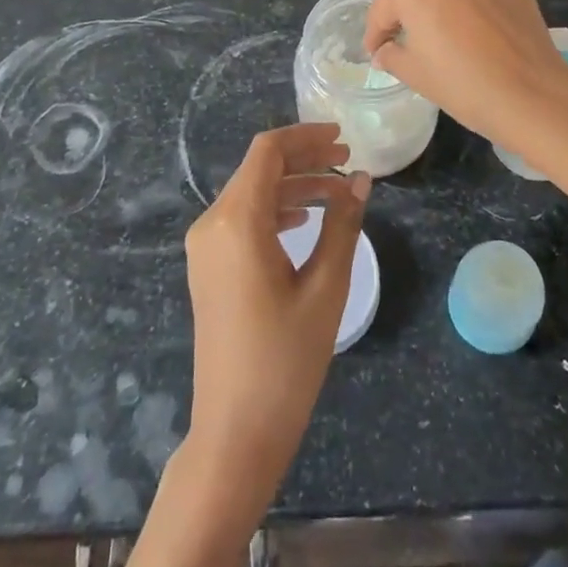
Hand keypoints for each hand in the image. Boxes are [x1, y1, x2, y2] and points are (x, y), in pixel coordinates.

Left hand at [183, 123, 370, 507]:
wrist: (235, 430)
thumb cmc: (285, 360)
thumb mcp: (325, 288)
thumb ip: (343, 225)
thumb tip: (362, 179)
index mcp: (236, 221)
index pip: (267, 151)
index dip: (305, 136)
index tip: (343, 137)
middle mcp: (212, 223)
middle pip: (258, 168)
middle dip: (304, 159)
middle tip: (349, 162)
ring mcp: (205, 245)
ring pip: (251, 192)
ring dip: (293, 185)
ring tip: (338, 193)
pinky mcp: (208, 265)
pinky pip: (242, 218)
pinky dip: (275, 209)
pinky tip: (306, 220)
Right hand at [364, 0, 567, 149]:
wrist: (533, 93)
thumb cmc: (462, 84)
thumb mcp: (415, 74)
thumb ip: (392, 55)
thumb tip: (386, 51)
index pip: (383, 8)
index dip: (376, 33)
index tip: (376, 52)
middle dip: (411, 13)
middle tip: (413, 43)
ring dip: (445, 3)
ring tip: (451, 35)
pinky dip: (475, 4)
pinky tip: (481, 31)